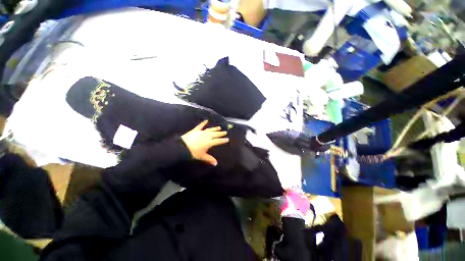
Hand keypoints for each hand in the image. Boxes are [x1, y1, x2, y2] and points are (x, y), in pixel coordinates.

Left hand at [181, 120, 228, 165]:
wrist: (183, 146)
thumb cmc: (194, 152)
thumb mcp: (202, 156)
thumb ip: (209, 159)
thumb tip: (216, 164)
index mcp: (210, 142)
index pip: (218, 141)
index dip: (223, 140)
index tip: (227, 139)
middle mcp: (207, 136)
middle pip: (216, 134)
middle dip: (221, 133)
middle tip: (225, 132)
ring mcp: (202, 132)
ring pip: (210, 130)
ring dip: (215, 128)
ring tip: (219, 127)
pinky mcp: (196, 130)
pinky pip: (200, 125)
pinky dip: (203, 123)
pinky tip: (206, 120)